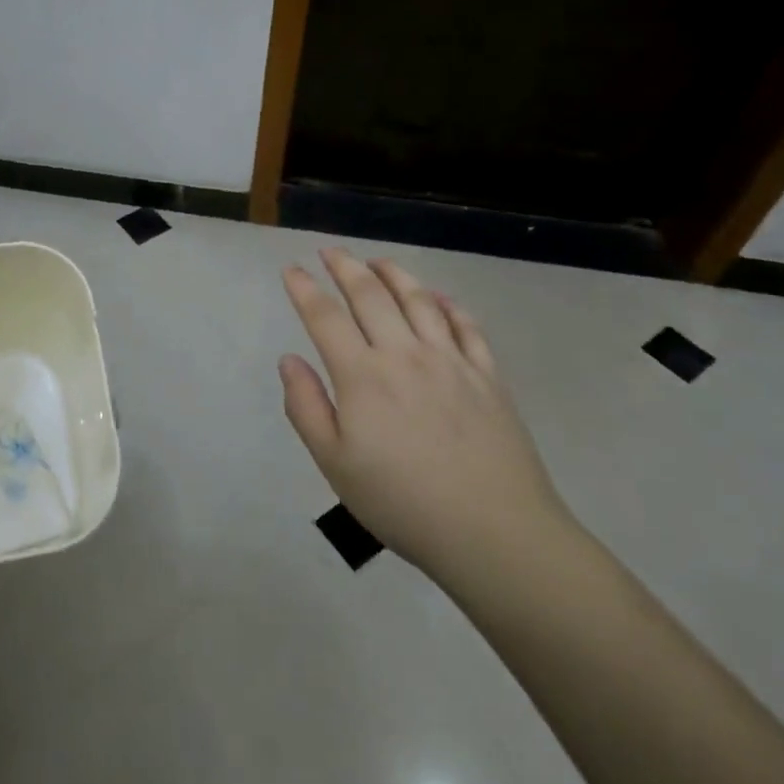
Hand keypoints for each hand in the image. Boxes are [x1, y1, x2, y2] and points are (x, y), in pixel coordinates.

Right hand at [280, 249, 573, 597]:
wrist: (494, 533)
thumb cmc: (402, 502)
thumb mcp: (334, 464)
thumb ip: (306, 407)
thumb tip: (289, 360)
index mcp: (362, 376)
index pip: (325, 317)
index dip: (305, 289)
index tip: (292, 269)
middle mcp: (404, 354)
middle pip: (370, 295)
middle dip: (345, 267)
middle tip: (330, 250)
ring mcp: (451, 361)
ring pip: (418, 299)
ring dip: (394, 273)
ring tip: (378, 261)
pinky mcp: (488, 376)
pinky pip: (466, 326)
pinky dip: (448, 305)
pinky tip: (439, 298)